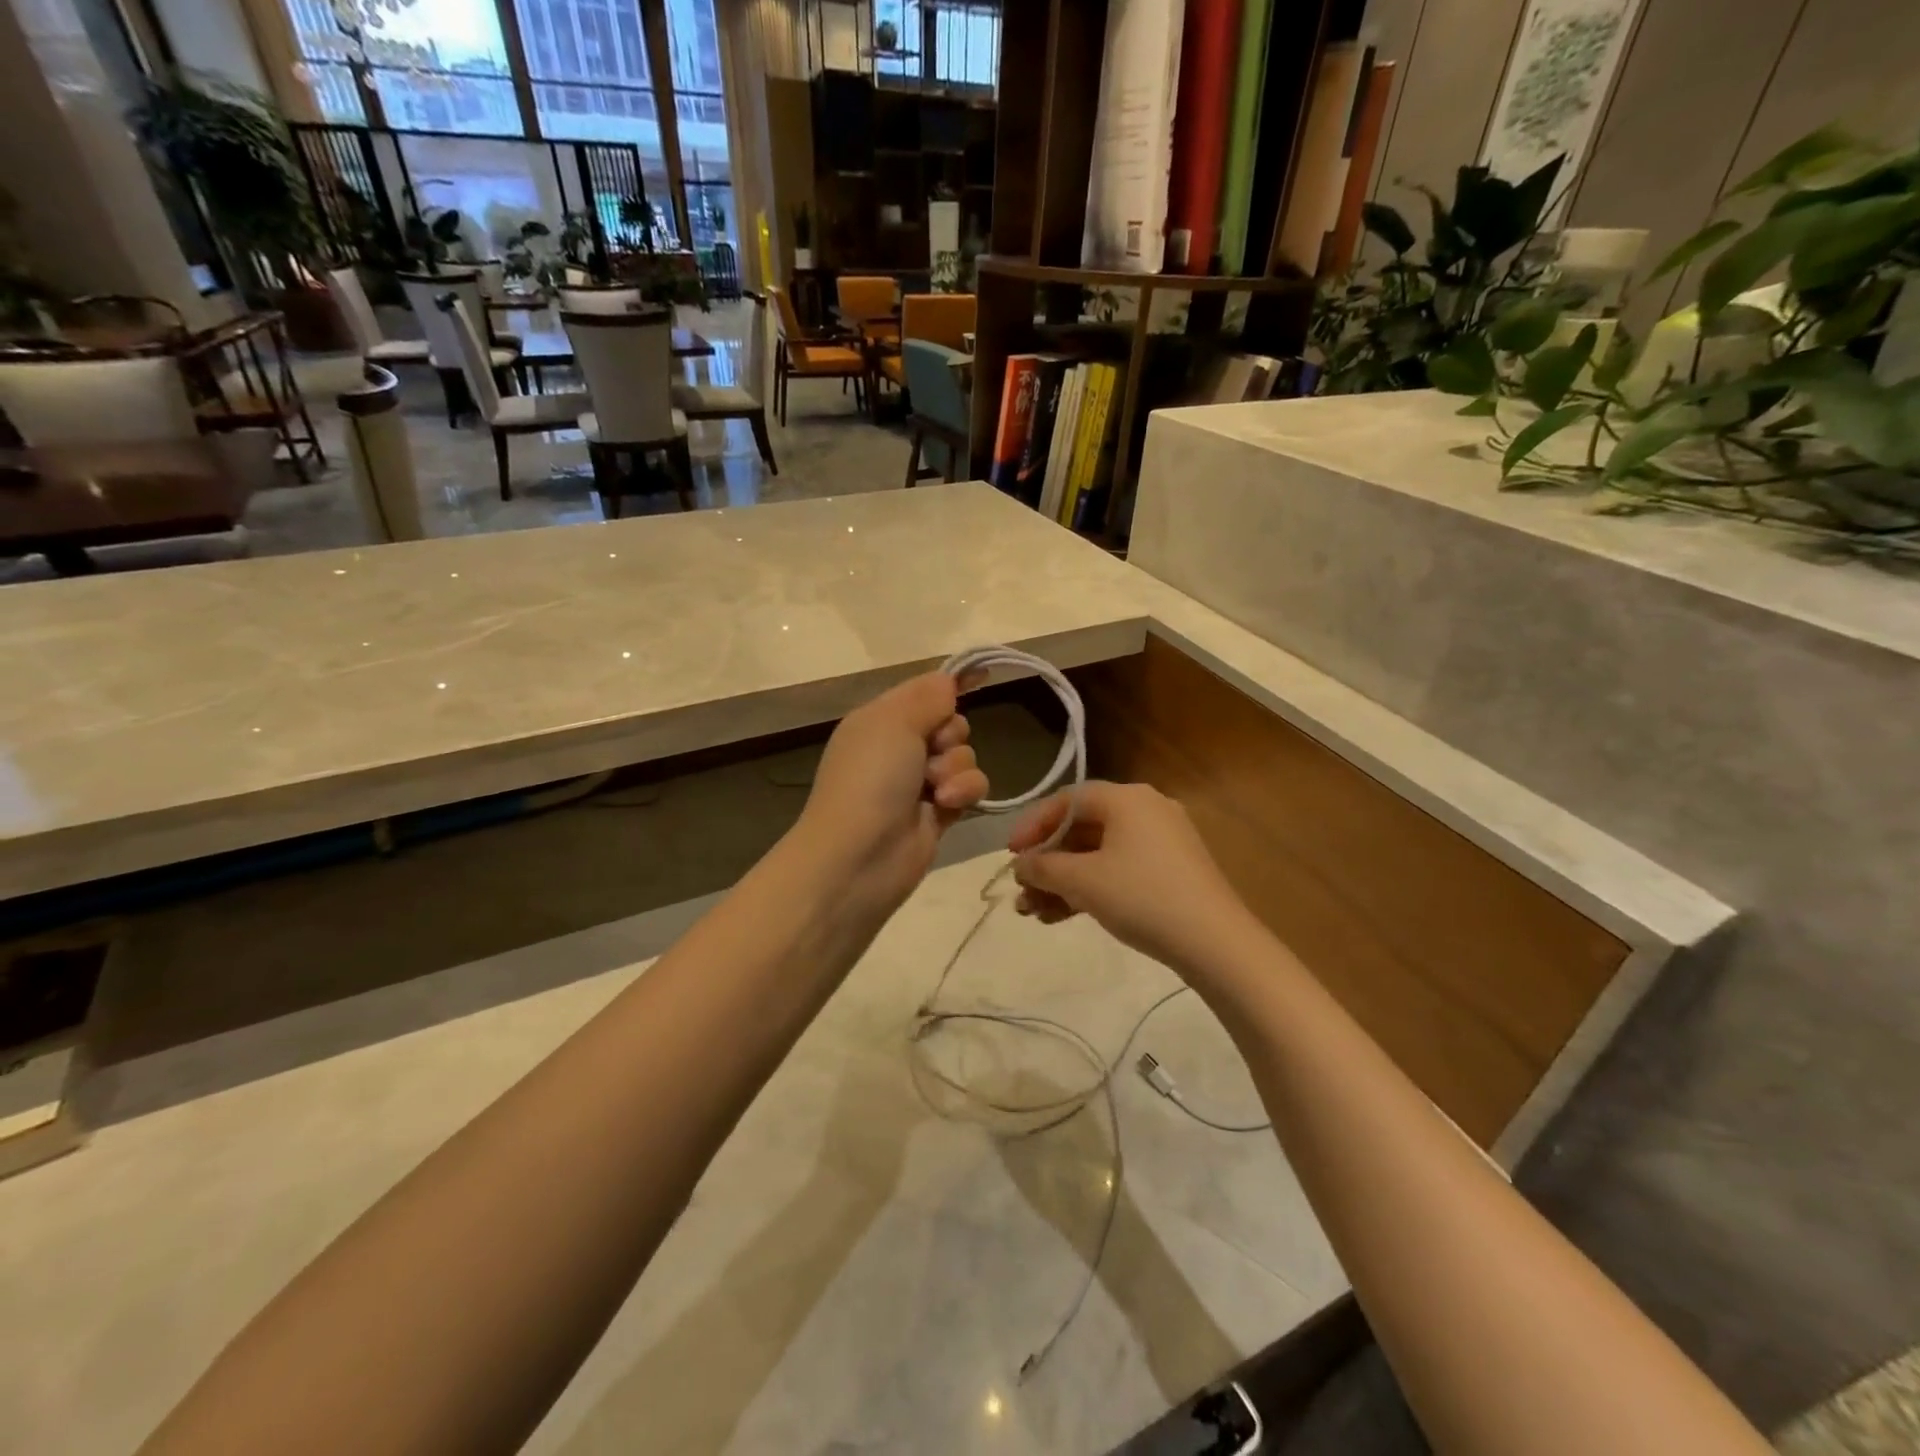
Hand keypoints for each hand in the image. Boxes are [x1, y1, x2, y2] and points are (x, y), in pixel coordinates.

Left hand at [794, 670, 989, 911]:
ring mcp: (919, 782)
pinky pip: (970, 788)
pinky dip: (964, 793)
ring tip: (936, 789)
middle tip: (932, 751)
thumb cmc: (870, 780)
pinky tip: (946, 806)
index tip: (983, 677)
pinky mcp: (939, 812)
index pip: (924, 691)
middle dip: (951, 735)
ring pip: (964, 756)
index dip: (951, 686)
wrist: (859, 858)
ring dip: (957, 768)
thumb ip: (928, 697)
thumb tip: (948, 681)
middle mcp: (899, 748)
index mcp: (880, 720)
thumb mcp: (893, 722)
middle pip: (951, 723)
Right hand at [1009, 781, 1259, 977]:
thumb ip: (1043, 867)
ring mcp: (1162, 840)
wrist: (1215, 943)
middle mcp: (1145, 809)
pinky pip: (1119, 868)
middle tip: (1022, 891)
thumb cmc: (1142, 898)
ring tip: (1036, 913)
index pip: (1066, 801)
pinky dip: (1091, 887)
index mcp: (1127, 798)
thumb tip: (1021, 864)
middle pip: (1081, 828)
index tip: (1010, 856)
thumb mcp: (1082, 881)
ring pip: (1098, 853)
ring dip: (1064, 881)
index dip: (1033, 826)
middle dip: (1047, 863)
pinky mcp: (1171, 869)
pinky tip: (1065, 915)